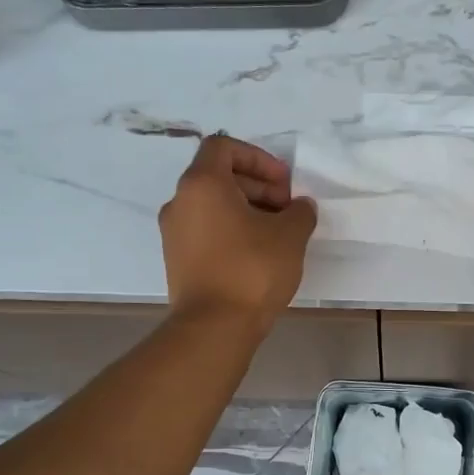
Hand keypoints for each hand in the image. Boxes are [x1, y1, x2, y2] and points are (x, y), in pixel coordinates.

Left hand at [160, 135, 316, 328]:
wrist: (214, 327)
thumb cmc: (252, 270)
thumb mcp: (291, 234)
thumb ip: (299, 211)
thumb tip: (299, 207)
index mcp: (202, 184)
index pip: (224, 147)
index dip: (258, 158)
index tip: (284, 183)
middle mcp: (180, 202)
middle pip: (219, 176)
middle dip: (258, 186)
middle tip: (287, 209)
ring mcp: (174, 233)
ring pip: (213, 205)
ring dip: (247, 209)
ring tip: (277, 233)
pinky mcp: (177, 260)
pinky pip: (206, 230)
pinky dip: (231, 230)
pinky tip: (259, 254)